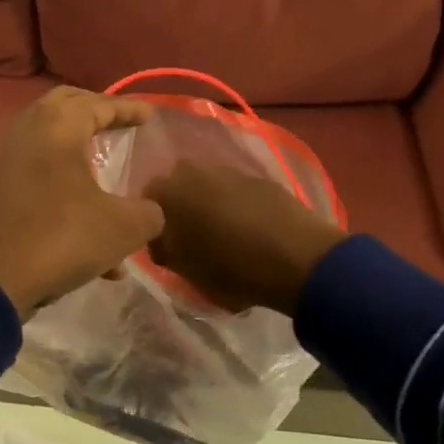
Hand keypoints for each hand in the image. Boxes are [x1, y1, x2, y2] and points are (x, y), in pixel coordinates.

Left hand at [0, 87, 166, 318]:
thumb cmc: (63, 236)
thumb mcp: (123, 227)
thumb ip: (148, 213)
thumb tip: (150, 212)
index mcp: (58, 127)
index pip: (98, 103)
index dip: (128, 108)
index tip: (151, 116)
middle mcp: (29, 134)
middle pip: (65, 107)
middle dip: (96, 114)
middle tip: (121, 125)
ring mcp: (10, 163)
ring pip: (52, 146)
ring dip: (83, 157)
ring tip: (112, 181)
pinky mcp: (2, 194)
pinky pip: (43, 180)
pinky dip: (70, 193)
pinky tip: (99, 249)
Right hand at [143, 162, 348, 315]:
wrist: (298, 257)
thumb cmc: (232, 269)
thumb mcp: (187, 272)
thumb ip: (166, 251)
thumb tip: (162, 242)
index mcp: (167, 193)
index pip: (145, 203)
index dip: (153, 226)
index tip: (165, 247)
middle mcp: (192, 172)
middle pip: (177, 189)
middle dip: (180, 209)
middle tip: (192, 239)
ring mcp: (228, 171)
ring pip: (207, 187)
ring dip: (209, 205)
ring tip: (224, 234)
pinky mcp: (258, 178)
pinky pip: (235, 191)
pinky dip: (236, 206)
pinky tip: (249, 229)